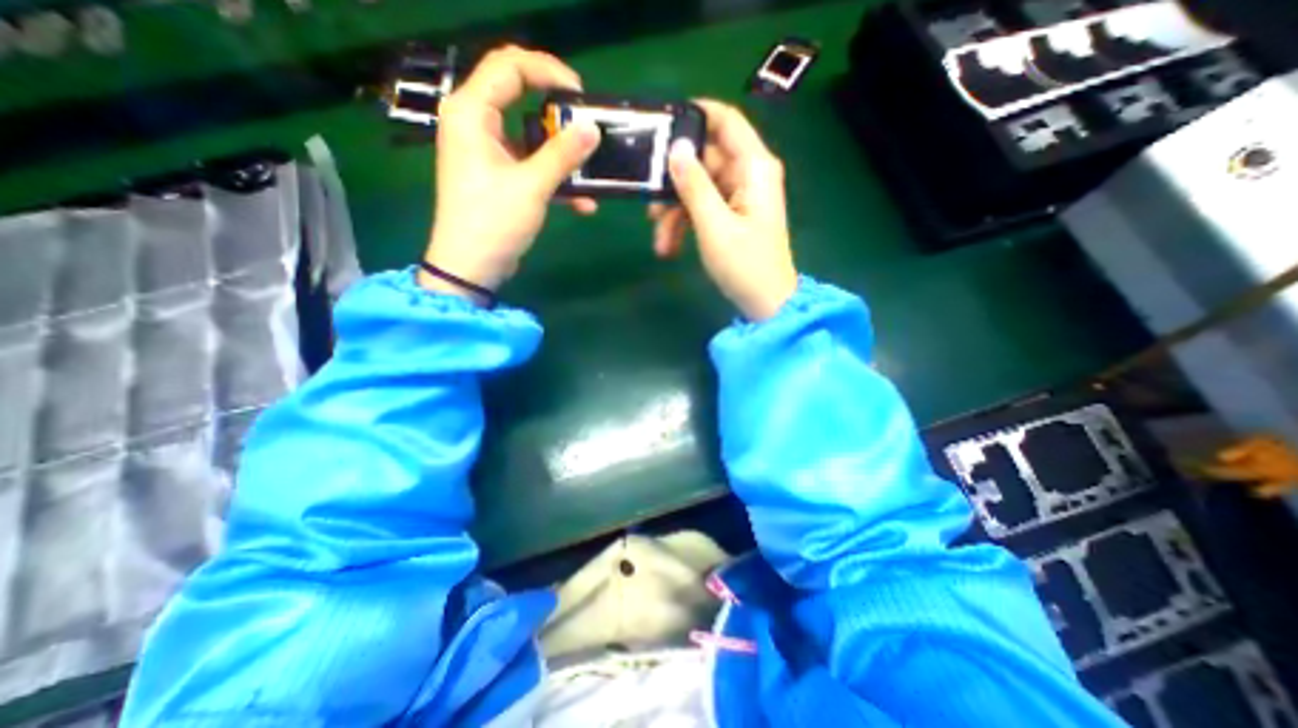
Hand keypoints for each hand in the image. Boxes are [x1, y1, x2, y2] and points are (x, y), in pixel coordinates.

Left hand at [424, 43, 604, 299]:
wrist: (471, 267)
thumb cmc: (493, 222)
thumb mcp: (532, 186)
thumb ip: (563, 155)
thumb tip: (593, 130)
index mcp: (472, 112)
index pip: (509, 66)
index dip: (548, 71)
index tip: (582, 94)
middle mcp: (476, 123)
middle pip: (519, 94)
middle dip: (557, 109)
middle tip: (586, 121)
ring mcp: (487, 151)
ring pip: (530, 134)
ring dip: (561, 152)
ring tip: (591, 167)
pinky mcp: (499, 175)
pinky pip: (530, 164)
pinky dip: (554, 178)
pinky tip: (582, 202)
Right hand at [654, 99, 795, 321]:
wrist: (766, 304)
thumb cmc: (745, 265)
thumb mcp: (714, 225)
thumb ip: (694, 185)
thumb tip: (677, 148)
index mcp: (753, 167)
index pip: (726, 121)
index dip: (696, 115)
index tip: (661, 126)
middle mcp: (748, 175)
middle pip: (704, 161)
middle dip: (674, 185)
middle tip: (649, 208)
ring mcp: (739, 197)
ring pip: (698, 189)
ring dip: (675, 214)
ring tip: (660, 243)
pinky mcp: (731, 216)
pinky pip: (703, 209)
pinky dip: (685, 225)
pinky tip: (670, 248)